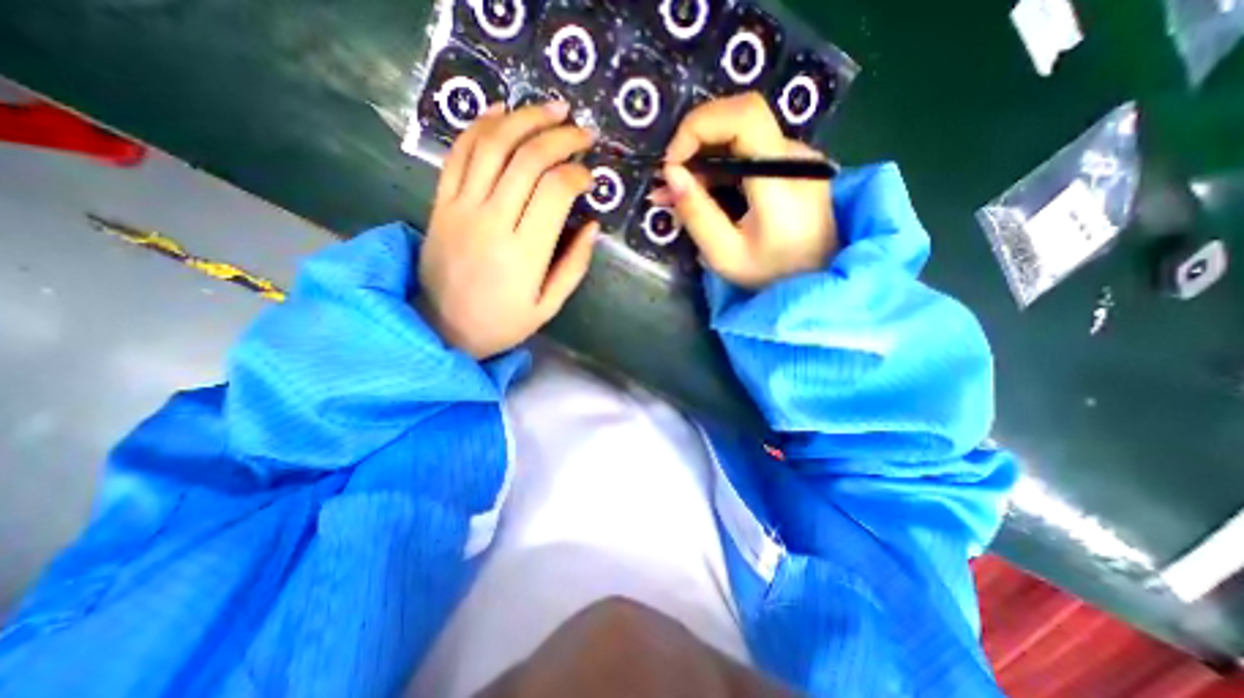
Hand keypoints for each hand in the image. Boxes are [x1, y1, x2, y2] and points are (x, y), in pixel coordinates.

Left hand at [421, 101, 599, 360]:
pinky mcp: (440, 203)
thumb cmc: (502, 323)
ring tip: (551, 110)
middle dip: (560, 137)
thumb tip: (592, 226)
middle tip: (582, 132)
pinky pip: (458, 153)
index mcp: (524, 254)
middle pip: (527, 159)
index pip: (554, 191)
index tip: (590, 177)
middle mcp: (491, 222)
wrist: (440, 328)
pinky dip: (480, 126)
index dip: (577, 174)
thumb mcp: (548, 306)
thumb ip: (574, 266)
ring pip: (492, 145)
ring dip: (525, 119)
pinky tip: (501, 111)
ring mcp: (460, 208)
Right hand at [653, 92, 834, 288]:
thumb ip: (697, 214)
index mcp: (782, 177)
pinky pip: (746, 155)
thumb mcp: (725, 254)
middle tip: (667, 180)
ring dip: (700, 159)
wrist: (816, 279)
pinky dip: (716, 170)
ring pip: (738, 138)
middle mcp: (793, 156)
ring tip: (671, 194)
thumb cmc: (772, 275)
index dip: (699, 126)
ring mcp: (793, 158)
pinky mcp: (788, 167)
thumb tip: (671, 174)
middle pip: (738, 120)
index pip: (744, 116)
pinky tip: (696, 192)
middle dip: (694, 144)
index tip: (671, 164)